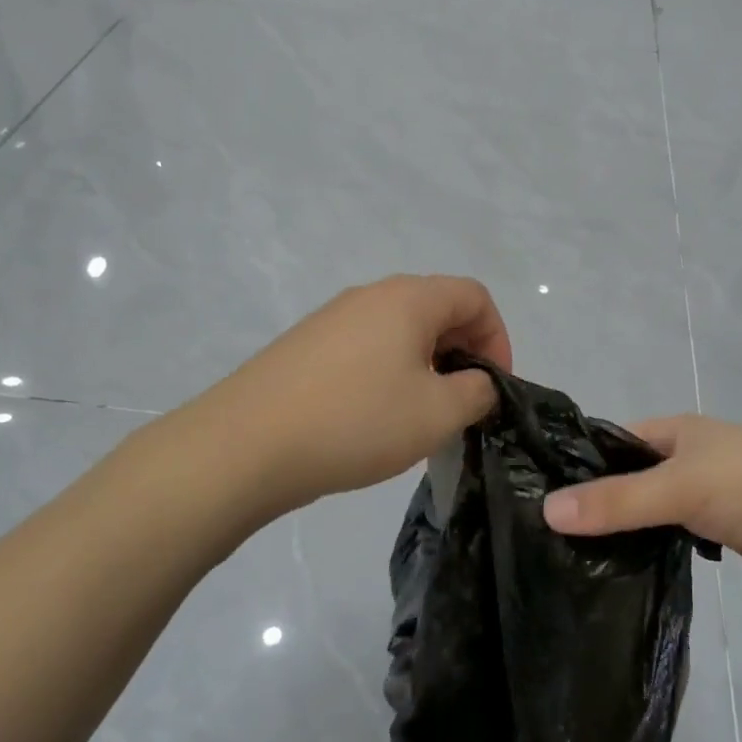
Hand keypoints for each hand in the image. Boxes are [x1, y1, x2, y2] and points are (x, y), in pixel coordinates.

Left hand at [212, 275, 511, 517]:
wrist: (244, 446)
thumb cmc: (356, 422)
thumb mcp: (437, 414)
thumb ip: (477, 392)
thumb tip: (478, 382)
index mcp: (408, 299)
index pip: (474, 296)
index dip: (498, 338)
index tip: (493, 386)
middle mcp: (370, 295)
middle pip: (437, 308)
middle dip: (463, 351)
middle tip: (463, 402)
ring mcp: (332, 318)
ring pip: (400, 329)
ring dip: (426, 364)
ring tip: (421, 414)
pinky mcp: (305, 346)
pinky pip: (366, 347)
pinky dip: (389, 372)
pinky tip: (374, 417)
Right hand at [541, 415, 741, 589]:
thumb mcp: (679, 488)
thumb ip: (617, 502)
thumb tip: (547, 509)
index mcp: (676, 433)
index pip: (612, 443)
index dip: (578, 465)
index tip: (538, 496)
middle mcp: (688, 459)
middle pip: (630, 479)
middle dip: (598, 503)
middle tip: (549, 537)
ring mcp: (708, 496)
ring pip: (653, 511)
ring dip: (625, 530)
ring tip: (575, 559)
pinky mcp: (725, 532)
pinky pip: (676, 537)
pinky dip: (654, 549)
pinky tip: (625, 572)